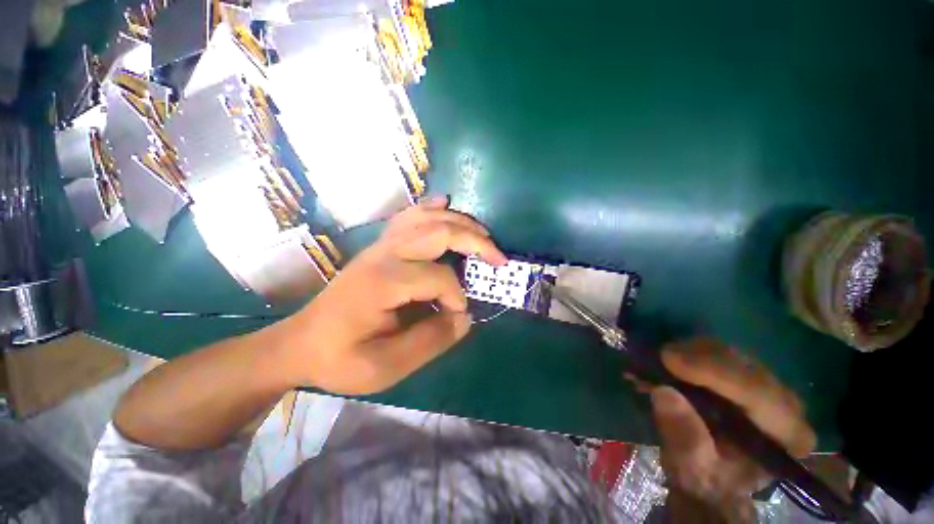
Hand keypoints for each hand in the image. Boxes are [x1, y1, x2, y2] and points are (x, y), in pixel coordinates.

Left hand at [280, 196, 506, 394]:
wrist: (301, 343)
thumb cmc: (339, 358)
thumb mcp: (384, 366)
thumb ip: (430, 342)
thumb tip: (464, 318)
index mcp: (384, 281)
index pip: (439, 278)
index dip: (456, 297)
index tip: (457, 316)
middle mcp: (385, 254)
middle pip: (439, 232)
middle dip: (475, 242)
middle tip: (498, 258)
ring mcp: (381, 245)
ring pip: (427, 218)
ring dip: (460, 222)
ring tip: (483, 235)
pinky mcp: (379, 246)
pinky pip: (409, 217)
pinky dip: (431, 208)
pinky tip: (445, 204)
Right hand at [649, 339, 815, 522]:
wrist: (711, 479)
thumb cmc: (707, 480)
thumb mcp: (691, 469)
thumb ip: (683, 437)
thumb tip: (664, 392)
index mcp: (786, 437)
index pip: (759, 393)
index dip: (714, 372)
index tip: (669, 360)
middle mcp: (787, 406)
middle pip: (745, 366)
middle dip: (699, 357)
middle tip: (658, 356)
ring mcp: (769, 388)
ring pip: (732, 354)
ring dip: (691, 352)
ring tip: (658, 361)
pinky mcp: (748, 377)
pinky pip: (720, 353)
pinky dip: (691, 353)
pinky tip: (669, 359)